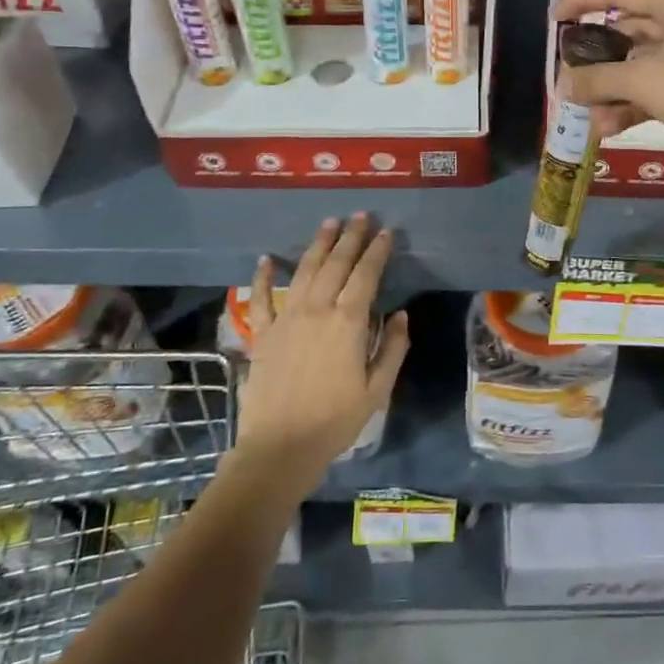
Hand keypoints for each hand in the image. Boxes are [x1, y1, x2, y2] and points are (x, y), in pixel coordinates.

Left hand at [232, 214, 409, 494]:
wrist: (280, 448)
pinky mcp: (263, 334)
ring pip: (304, 271)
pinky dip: (263, 277)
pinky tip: (265, 259)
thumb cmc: (335, 421)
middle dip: (350, 237)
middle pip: (335, 264)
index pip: (366, 275)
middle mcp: (317, 310)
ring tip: (329, 223)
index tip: (386, 232)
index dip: (377, 251)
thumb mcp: (377, 389)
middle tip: (361, 216)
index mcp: (348, 322)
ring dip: (318, 245)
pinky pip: (261, 299)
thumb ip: (393, 348)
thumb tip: (401, 314)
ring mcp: (286, 319)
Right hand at [552, 0, 663, 160]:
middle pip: (628, 31)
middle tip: (570, 78)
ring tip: (590, 117)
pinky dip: (633, 104)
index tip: (553, 17)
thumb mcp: (648, 83)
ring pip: (640, 64)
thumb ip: (601, 80)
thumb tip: (564, 85)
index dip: (583, 1)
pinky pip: (656, 87)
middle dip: (597, 60)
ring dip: (613, 90)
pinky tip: (609, 127)